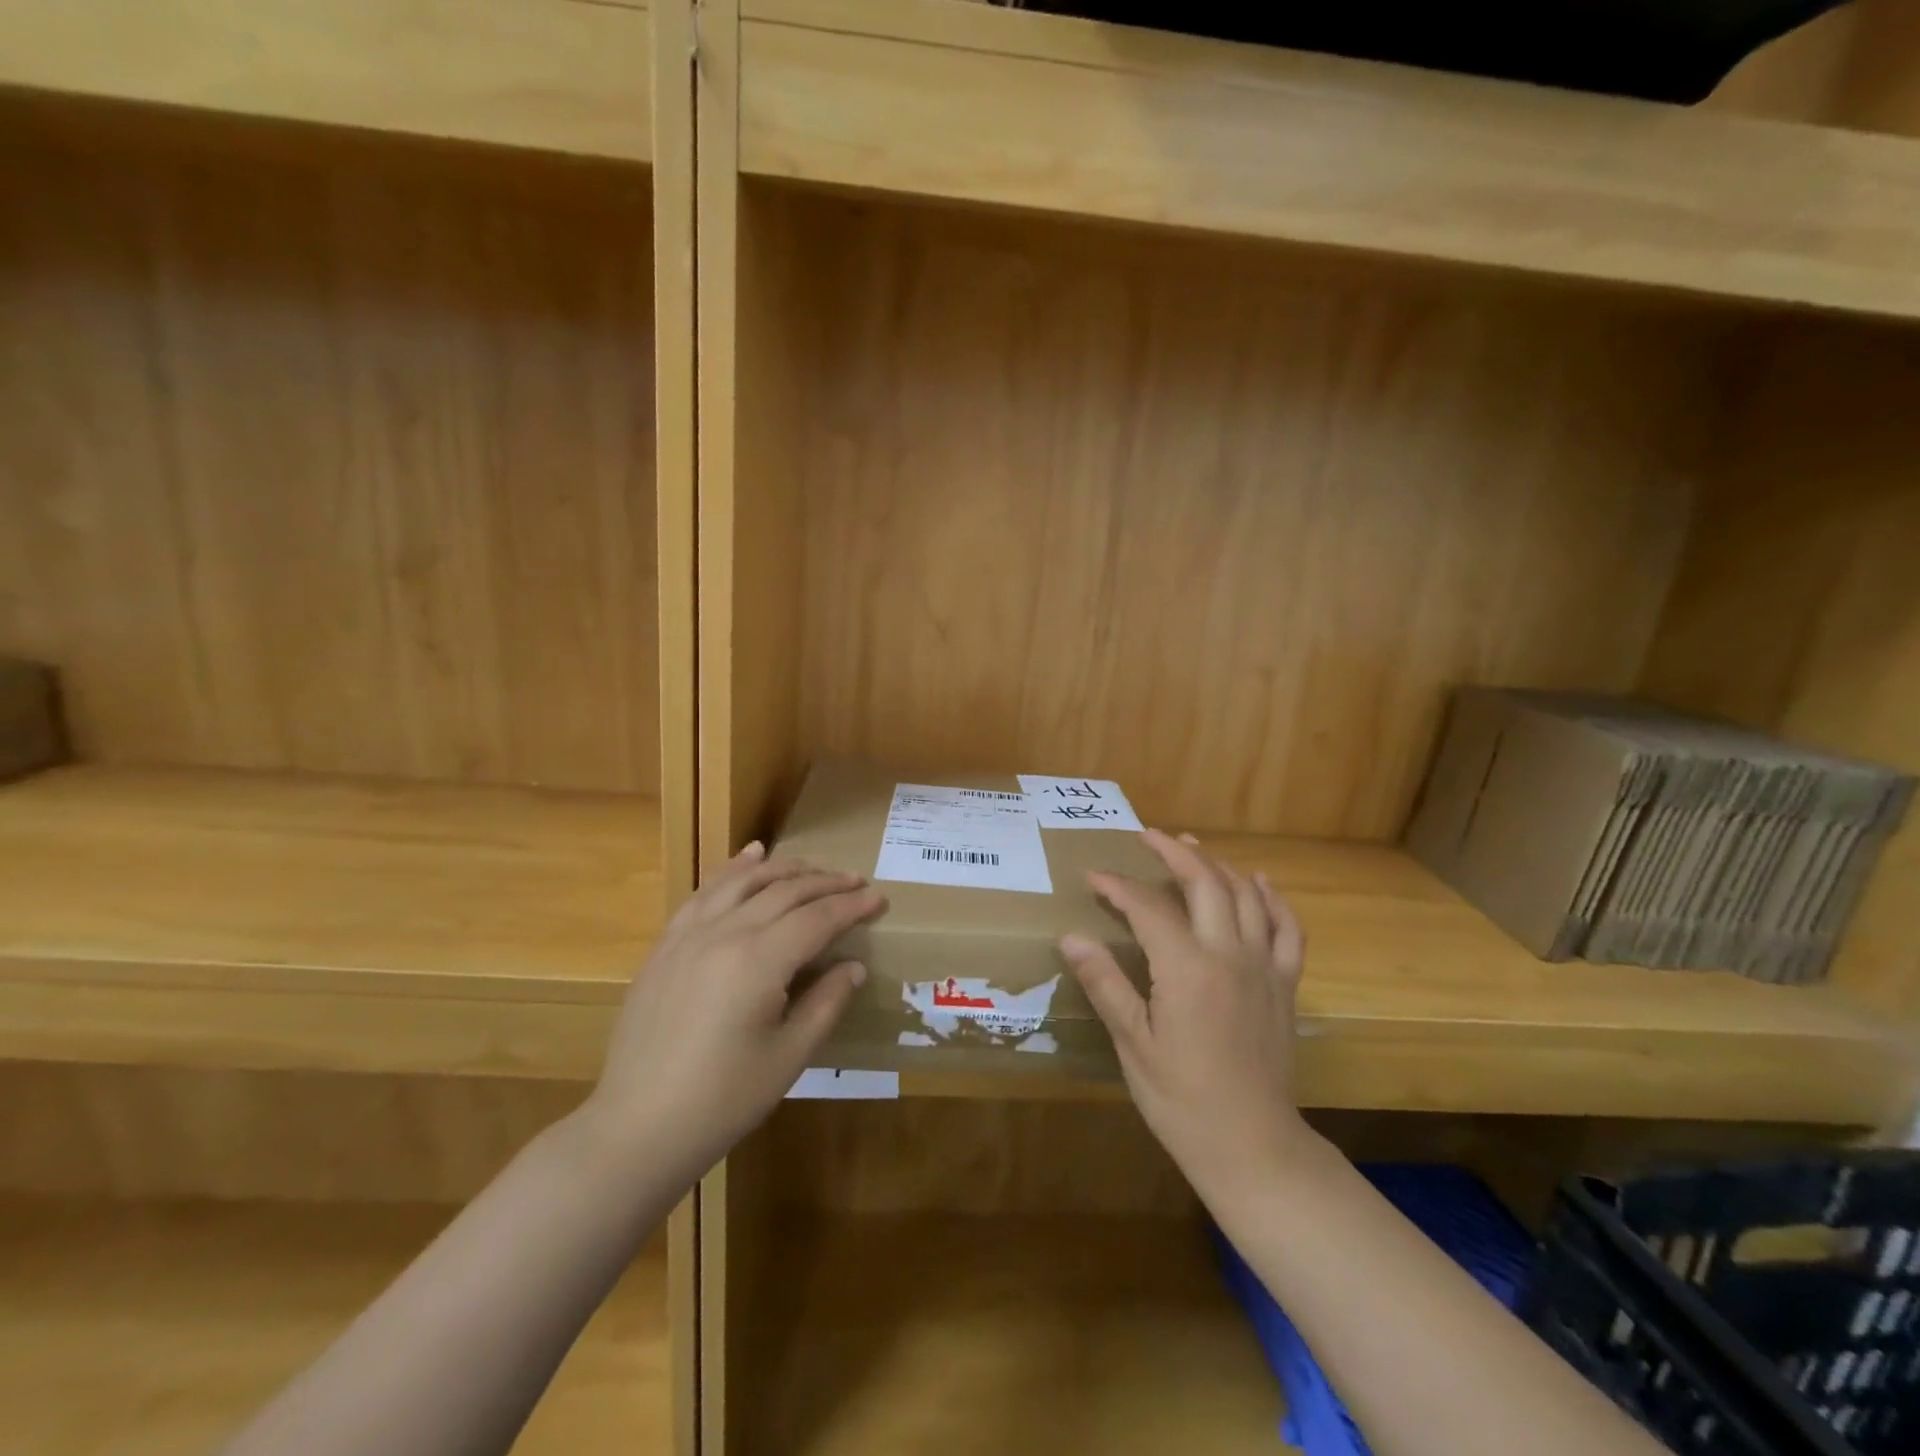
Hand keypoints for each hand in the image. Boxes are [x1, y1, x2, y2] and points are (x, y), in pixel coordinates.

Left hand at [581, 842, 885, 1181]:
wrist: (637, 1128)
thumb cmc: (722, 1100)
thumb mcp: (788, 1057)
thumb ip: (826, 1003)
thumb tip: (854, 966)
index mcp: (759, 961)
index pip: (818, 918)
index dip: (852, 906)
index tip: (879, 899)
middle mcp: (724, 933)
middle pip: (785, 891)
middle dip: (826, 883)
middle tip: (857, 883)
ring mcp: (689, 935)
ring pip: (745, 881)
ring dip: (784, 869)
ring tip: (813, 868)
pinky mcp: (667, 945)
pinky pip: (705, 892)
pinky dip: (733, 870)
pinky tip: (750, 857)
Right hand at [1060, 829, 1308, 1206]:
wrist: (1253, 1145)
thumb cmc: (1182, 1099)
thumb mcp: (1133, 1043)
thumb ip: (1106, 983)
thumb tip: (1071, 936)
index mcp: (1187, 968)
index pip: (1147, 907)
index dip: (1118, 887)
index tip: (1093, 877)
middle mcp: (1229, 954)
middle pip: (1205, 882)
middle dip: (1174, 852)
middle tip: (1148, 837)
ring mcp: (1264, 967)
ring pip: (1245, 895)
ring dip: (1217, 864)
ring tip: (1192, 846)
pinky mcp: (1285, 985)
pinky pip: (1287, 929)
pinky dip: (1273, 899)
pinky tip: (1259, 883)